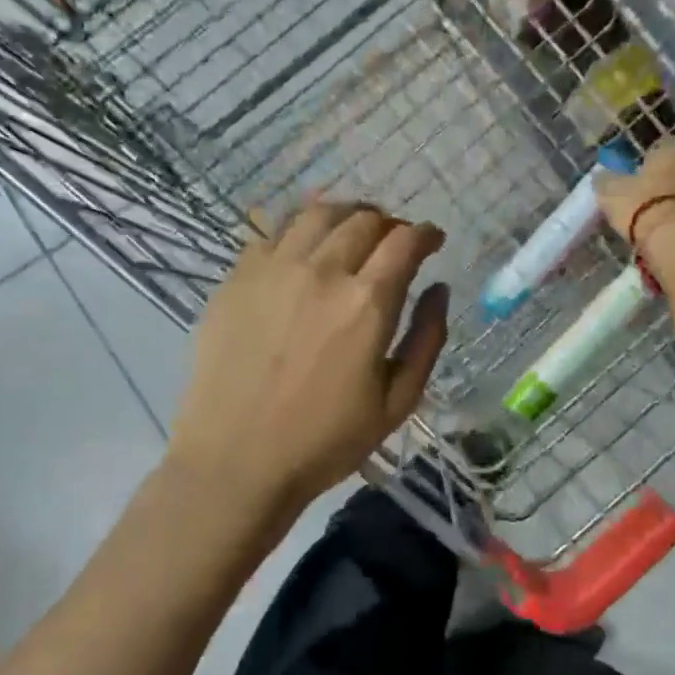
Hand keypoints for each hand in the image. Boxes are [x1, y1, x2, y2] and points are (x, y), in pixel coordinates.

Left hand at [167, 202, 449, 515]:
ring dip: (345, 214)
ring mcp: (273, 270)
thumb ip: (427, 338)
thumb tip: (438, 289)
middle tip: (394, 240)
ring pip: (316, 214)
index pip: (404, 242)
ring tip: (353, 230)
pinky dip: (299, 229)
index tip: (432, 240)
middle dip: (389, 223)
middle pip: (363, 220)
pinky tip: (304, 248)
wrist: (237, 460)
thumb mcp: (398, 401)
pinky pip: (272, 232)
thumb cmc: (326, 440)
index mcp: (367, 303)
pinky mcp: (236, 279)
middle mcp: (321, 272)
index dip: (425, 234)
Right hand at [596, 138, 674, 256]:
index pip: (660, 148)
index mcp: (672, 149)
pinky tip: (673, 231)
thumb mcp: (611, 192)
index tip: (638, 178)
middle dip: (668, 180)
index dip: (648, 163)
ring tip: (661, 219)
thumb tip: (601, 176)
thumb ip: (607, 181)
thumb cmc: (640, 205)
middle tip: (651, 198)